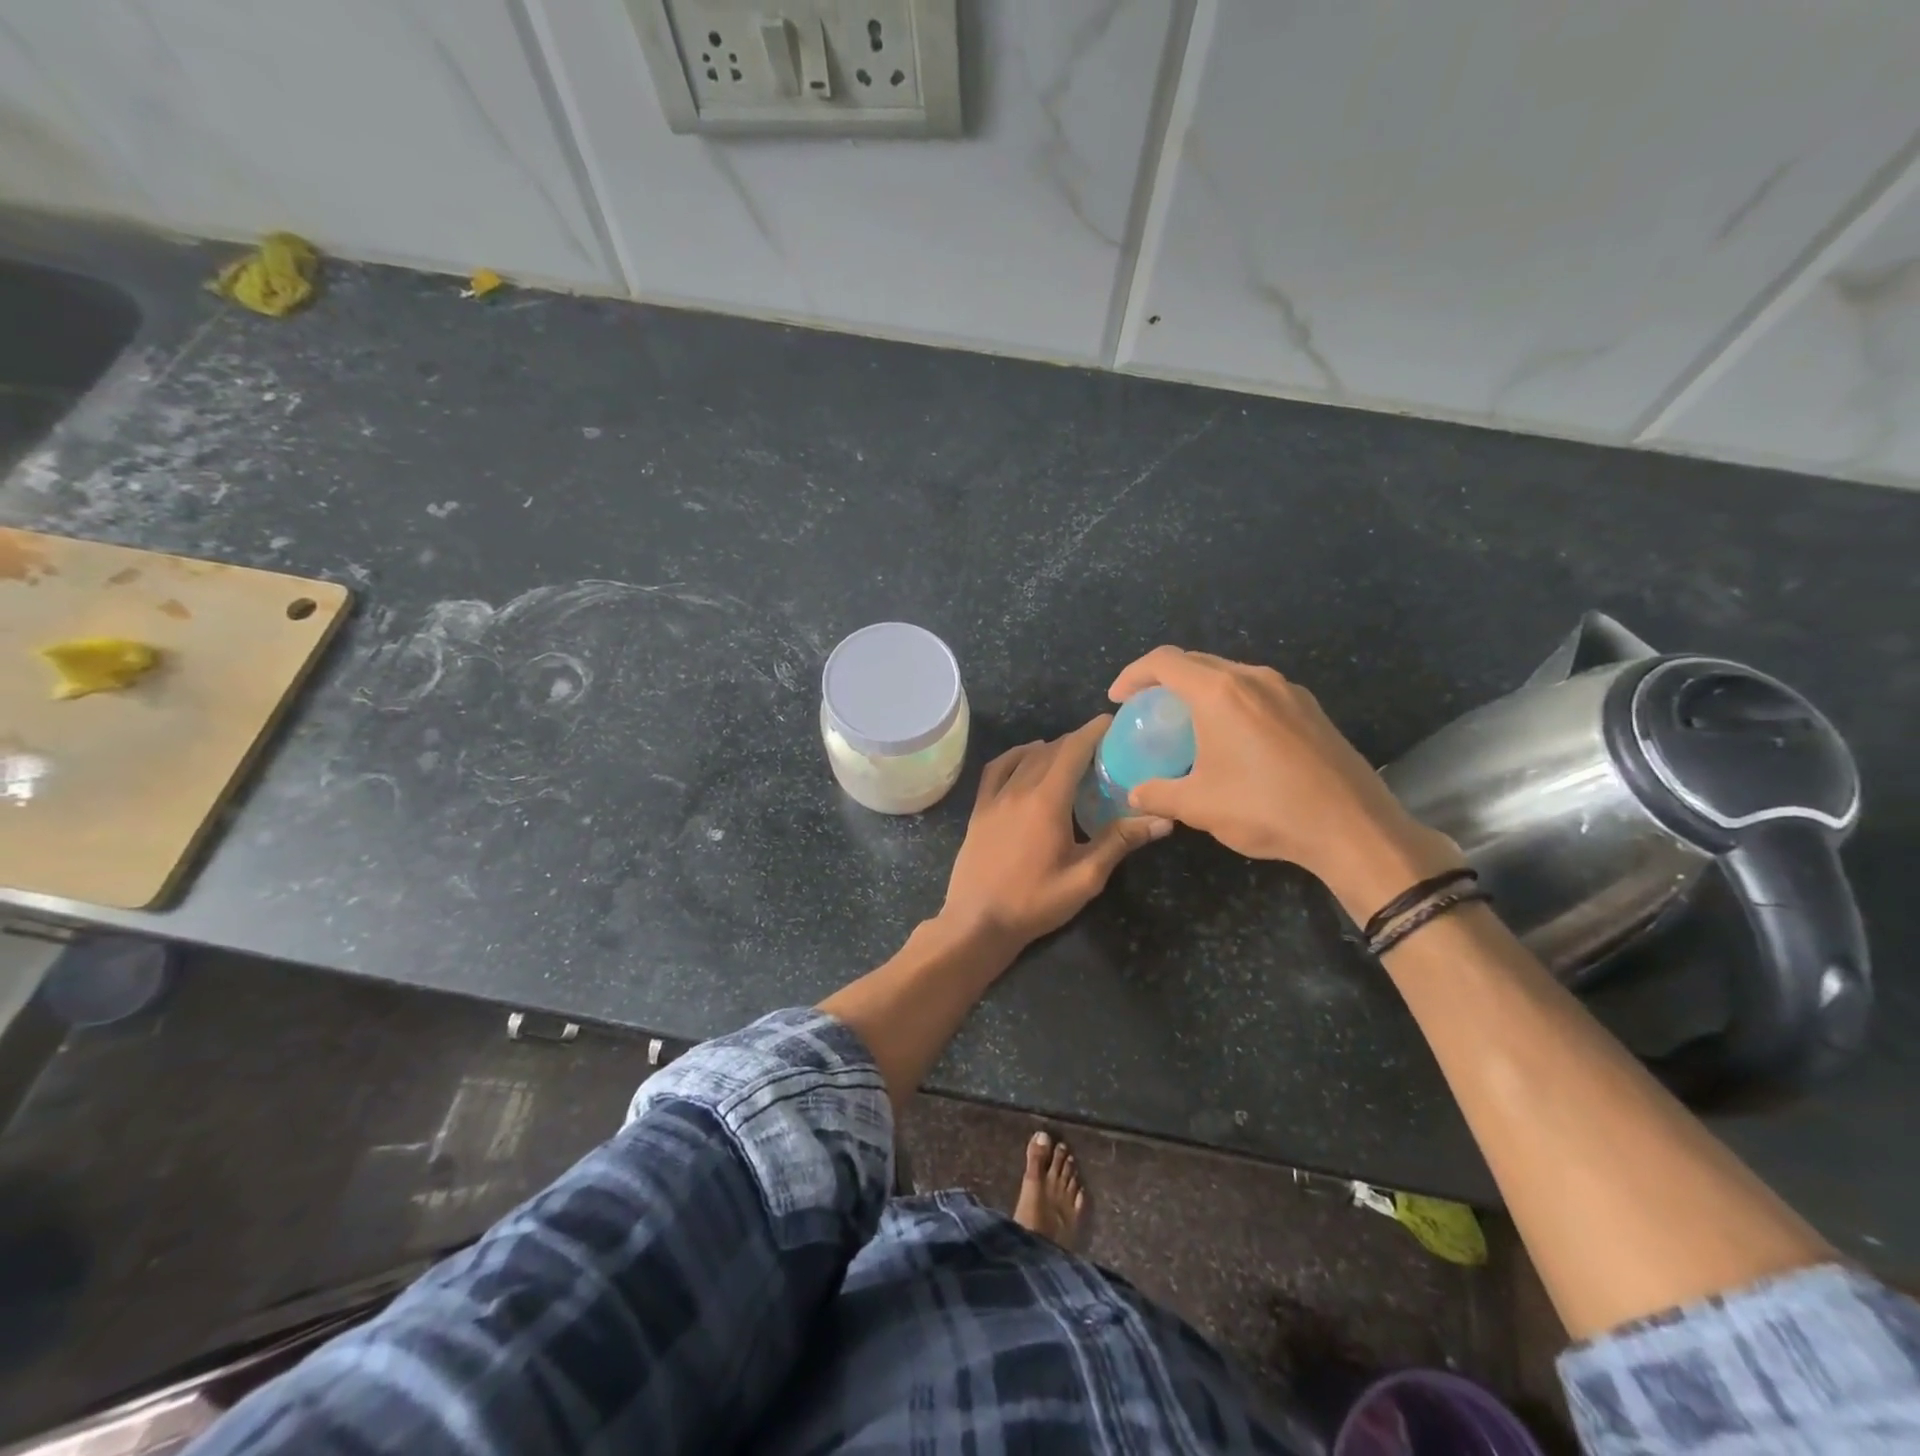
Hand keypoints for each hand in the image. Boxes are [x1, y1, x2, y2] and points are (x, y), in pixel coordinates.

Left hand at [940, 716, 1172, 947]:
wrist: (977, 922)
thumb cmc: (1034, 902)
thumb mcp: (1085, 877)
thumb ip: (1120, 842)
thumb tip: (1162, 819)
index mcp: (1047, 800)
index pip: (1073, 750)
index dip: (1093, 731)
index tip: (1113, 722)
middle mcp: (1019, 789)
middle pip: (1051, 750)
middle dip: (1077, 742)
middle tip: (1103, 748)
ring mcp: (995, 798)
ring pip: (1025, 758)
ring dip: (1050, 749)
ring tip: (1071, 755)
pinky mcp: (979, 810)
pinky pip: (997, 769)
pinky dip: (1016, 756)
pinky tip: (1026, 758)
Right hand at [1108, 647, 1461, 916]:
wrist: (1353, 828)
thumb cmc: (1266, 809)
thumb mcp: (1198, 806)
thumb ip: (1157, 794)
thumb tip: (1134, 794)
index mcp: (1220, 692)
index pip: (1164, 662)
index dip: (1133, 675)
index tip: (1118, 700)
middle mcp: (1254, 679)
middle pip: (1197, 662)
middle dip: (1164, 680)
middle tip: (1147, 709)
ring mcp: (1288, 691)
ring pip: (1231, 675)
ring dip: (1200, 690)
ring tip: (1187, 722)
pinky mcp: (1310, 709)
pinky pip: (1258, 691)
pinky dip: (1231, 702)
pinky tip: (1232, 737)